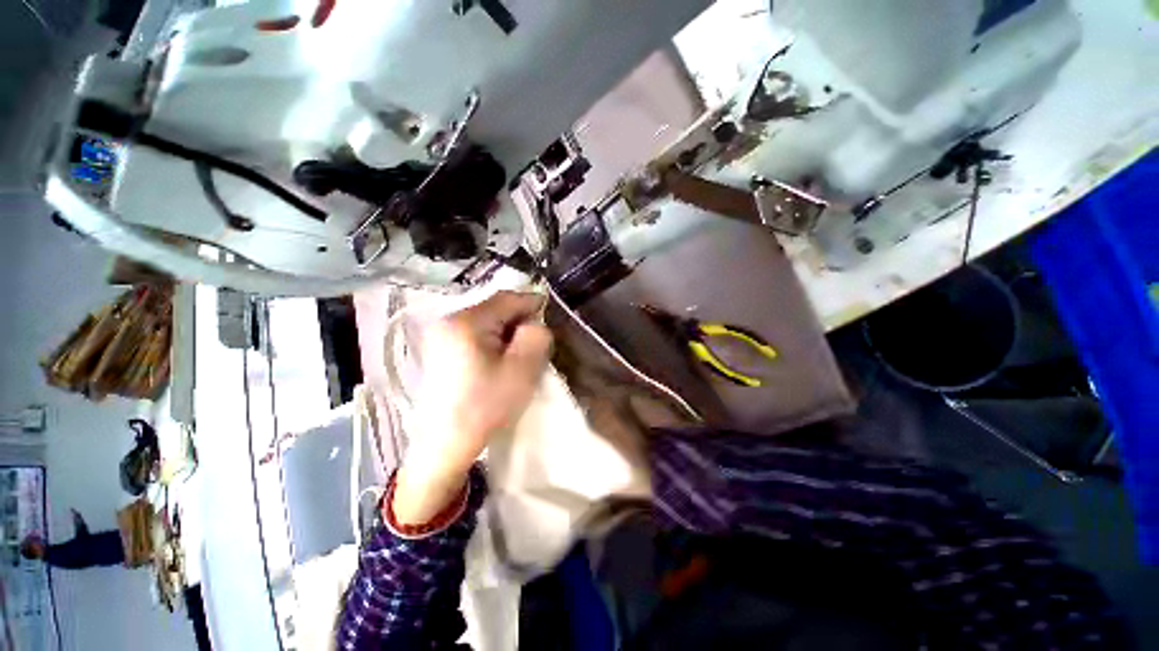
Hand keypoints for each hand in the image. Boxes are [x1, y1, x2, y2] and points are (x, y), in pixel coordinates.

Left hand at [393, 291, 552, 524]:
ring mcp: (440, 335)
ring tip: (517, 355)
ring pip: (486, 322)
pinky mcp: (439, 349)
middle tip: (534, 343)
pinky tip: (497, 362)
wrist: (446, 444)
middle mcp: (447, 320)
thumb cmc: (486, 405)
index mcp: (465, 321)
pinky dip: (492, 341)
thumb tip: (533, 323)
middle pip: (494, 308)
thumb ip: (536, 336)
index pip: (507, 299)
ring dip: (506, 333)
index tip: (549, 315)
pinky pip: (474, 334)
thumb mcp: (522, 369)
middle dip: (518, 321)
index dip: (532, 303)